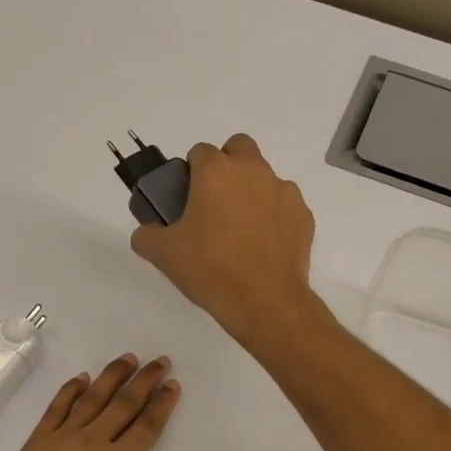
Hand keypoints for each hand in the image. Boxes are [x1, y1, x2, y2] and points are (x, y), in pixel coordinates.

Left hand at [0, 354, 185, 450]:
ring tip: (128, 359)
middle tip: (160, 361)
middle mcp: (90, 444)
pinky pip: (56, 409)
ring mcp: (60, 441)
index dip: (162, 404)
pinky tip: (82, 378)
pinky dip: (70, 390)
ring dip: (111, 376)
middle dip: (144, 381)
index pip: (146, 426)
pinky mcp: (35, 445)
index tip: (173, 385)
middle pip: (123, 404)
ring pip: (91, 399)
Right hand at [131, 134, 317, 347]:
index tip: (187, 198)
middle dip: (226, 165)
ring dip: (251, 190)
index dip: (191, 171)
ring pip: (264, 176)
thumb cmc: (211, 270)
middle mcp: (253, 171)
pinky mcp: (303, 215)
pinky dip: (273, 215)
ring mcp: (283, 191)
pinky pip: (283, 204)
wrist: (266, 302)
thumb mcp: (164, 255)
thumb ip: (147, 235)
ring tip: (240, 229)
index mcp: (217, 172)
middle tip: (214, 202)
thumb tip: (148, 232)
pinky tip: (263, 244)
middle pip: (238, 148)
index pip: (200, 151)